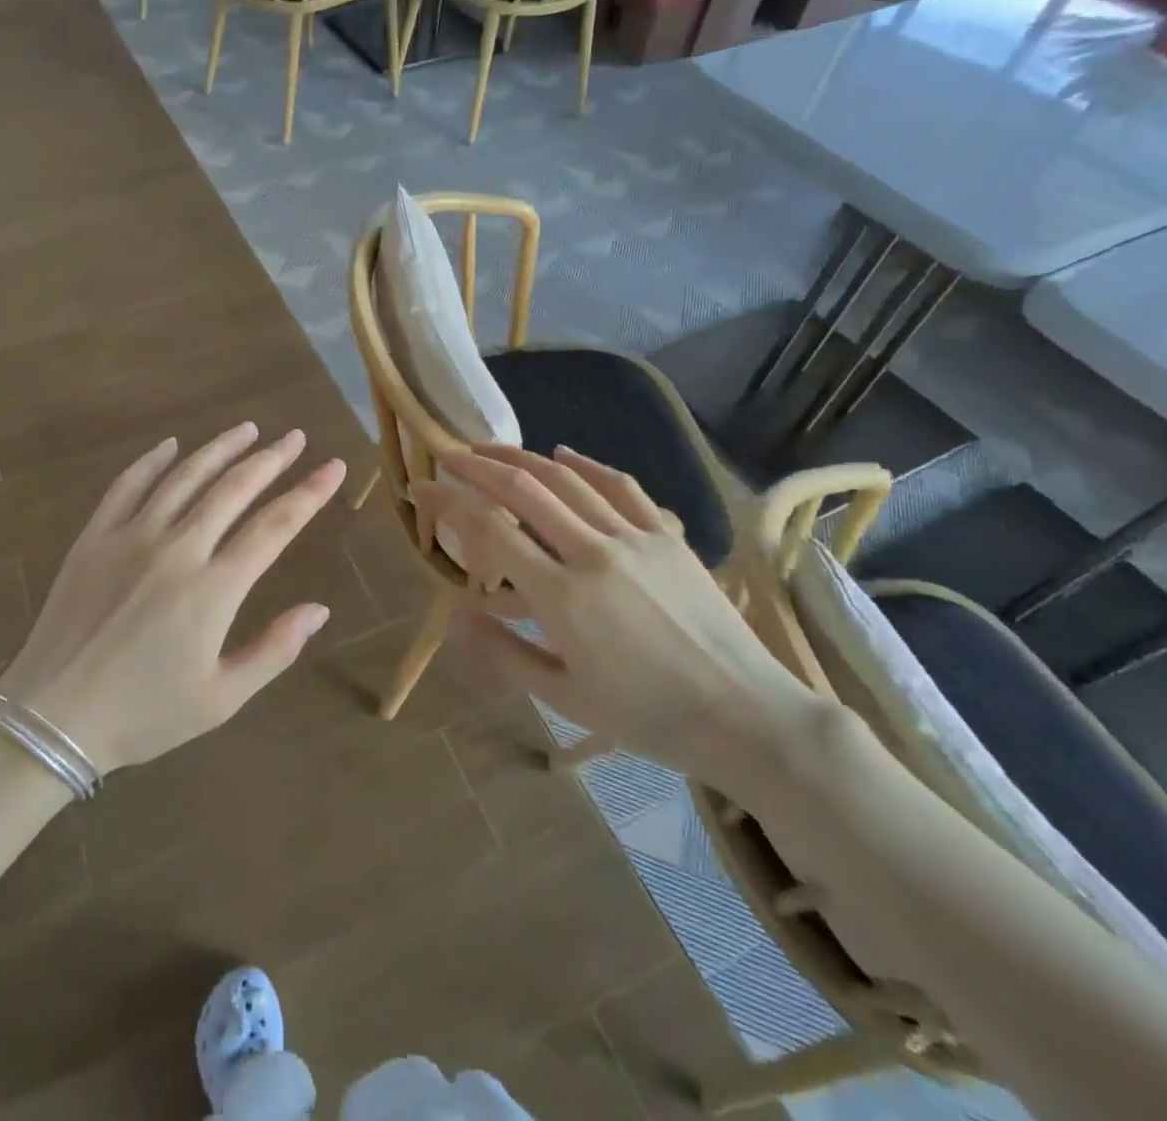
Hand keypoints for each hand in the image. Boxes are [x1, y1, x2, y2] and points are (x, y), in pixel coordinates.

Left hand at [0, 423, 346, 773]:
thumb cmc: (144, 714)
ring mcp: (131, 537)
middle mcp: (177, 549)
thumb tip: (319, 610)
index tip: (334, 467)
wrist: (52, 717)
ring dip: (219, 449)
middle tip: (295, 437)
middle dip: (270, 459)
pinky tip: (170, 445)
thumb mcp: (221, 699)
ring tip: (248, 429)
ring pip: (184, 478)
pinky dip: (152, 461)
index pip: (274, 527)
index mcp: (213, 589)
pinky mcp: (94, 538)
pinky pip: (127, 486)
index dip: (309, 493)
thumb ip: (274, 650)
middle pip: (233, 489)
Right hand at [411, 446, 816, 779]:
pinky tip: (564, 453)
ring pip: (567, 479)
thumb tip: (455, 618)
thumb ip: (504, 654)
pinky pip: (621, 486)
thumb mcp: (565, 698)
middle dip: (478, 466)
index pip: (489, 530)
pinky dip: (587, 464)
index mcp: (562, 597)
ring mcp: (635, 538)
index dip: (447, 503)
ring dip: (522, 458)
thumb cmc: (648, 717)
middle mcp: (593, 552)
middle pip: (524, 490)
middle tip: (448, 456)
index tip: (419, 490)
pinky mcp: (668, 536)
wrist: (747, 716)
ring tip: (490, 449)